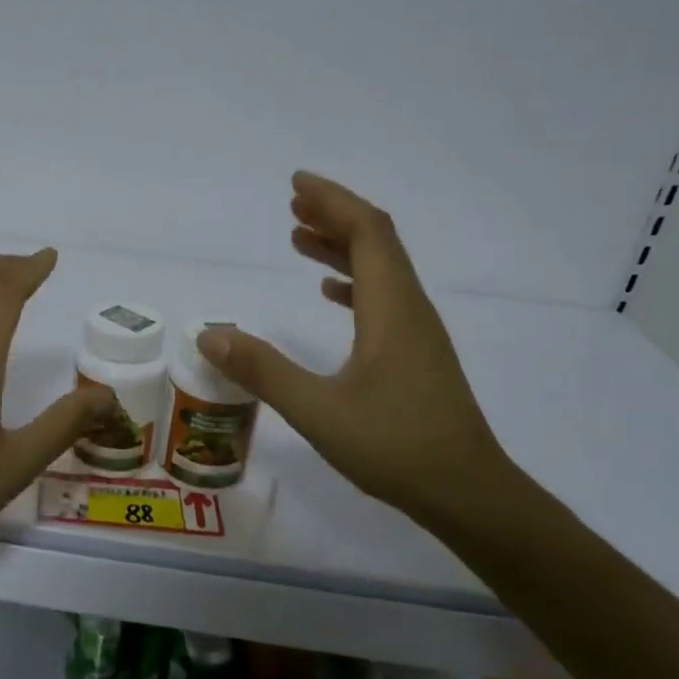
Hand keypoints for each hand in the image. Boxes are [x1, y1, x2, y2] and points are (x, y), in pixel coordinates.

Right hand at [194, 172, 514, 527]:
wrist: (468, 494)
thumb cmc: (395, 447)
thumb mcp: (318, 410)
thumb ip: (263, 370)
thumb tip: (210, 334)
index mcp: (391, 309)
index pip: (367, 232)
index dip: (333, 201)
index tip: (296, 184)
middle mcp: (409, 309)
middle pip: (377, 242)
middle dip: (335, 216)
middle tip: (292, 204)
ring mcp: (416, 333)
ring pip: (380, 270)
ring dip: (341, 247)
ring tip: (300, 237)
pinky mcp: (416, 356)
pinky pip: (382, 299)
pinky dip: (352, 282)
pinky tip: (329, 293)